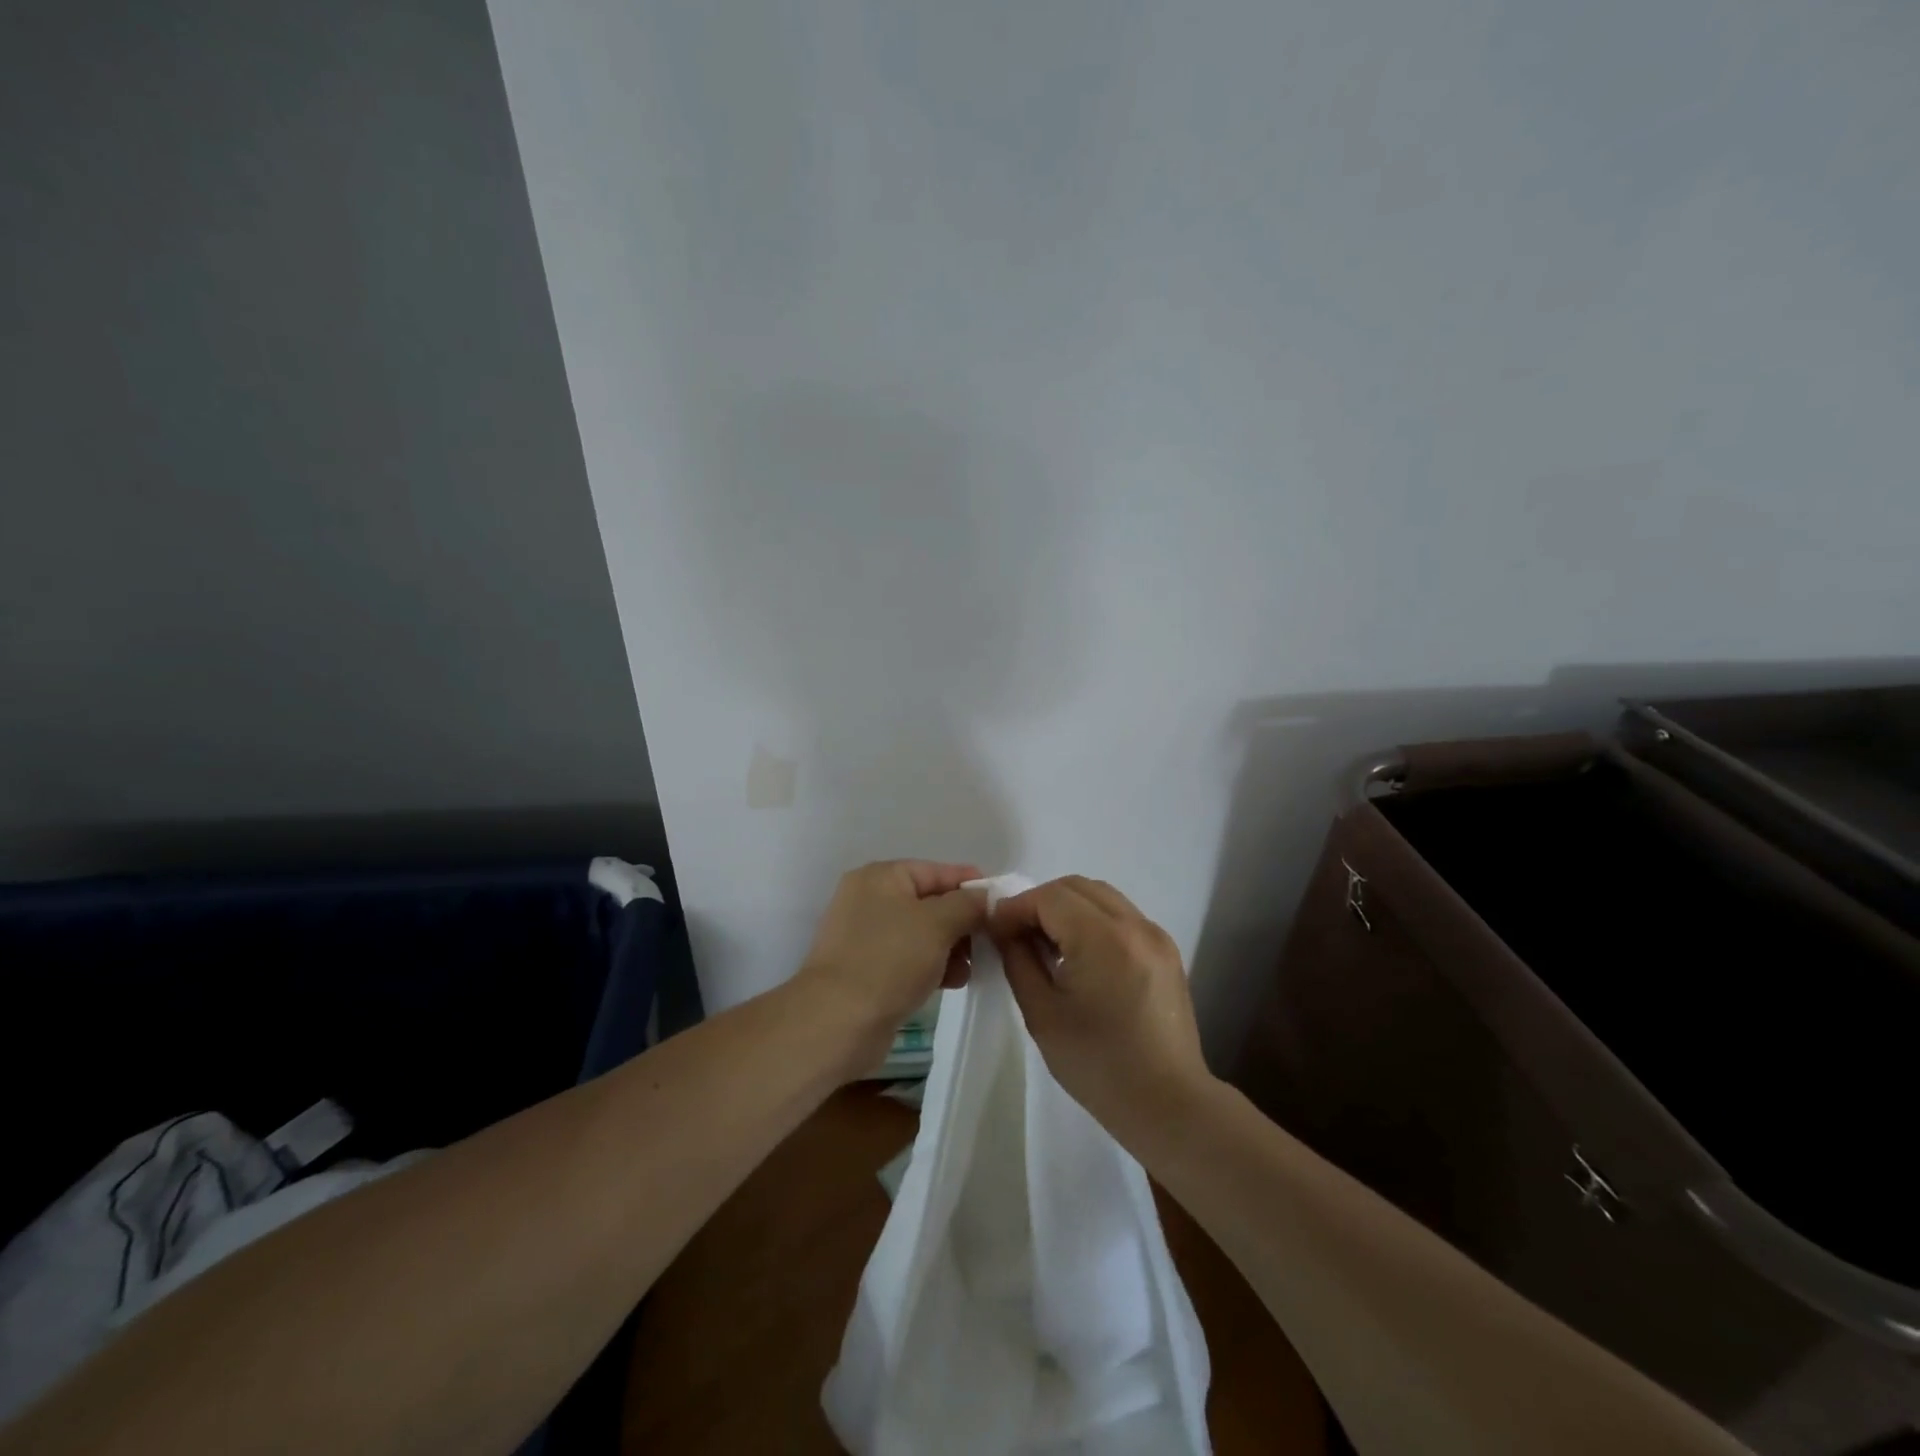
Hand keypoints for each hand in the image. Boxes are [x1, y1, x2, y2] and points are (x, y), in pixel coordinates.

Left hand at [799, 860, 987, 1076]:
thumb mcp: (937, 924)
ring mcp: (865, 936)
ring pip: (921, 933)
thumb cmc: (890, 959)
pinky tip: (952, 982)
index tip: (1001, 902)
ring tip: (970, 969)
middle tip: (990, 941)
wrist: (837, 1020)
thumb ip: (967, 904)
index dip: (970, 884)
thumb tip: (985, 897)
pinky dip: (931, 965)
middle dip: (962, 922)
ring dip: (950, 947)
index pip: (936, 871)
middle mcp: (869, 899)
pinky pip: (908, 958)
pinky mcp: (866, 969)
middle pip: (929, 902)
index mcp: (881, 877)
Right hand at [990, 877, 1213, 1144]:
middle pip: (1076, 887)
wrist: (1168, 1104)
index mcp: (1104, 938)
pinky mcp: (1165, 950)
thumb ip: (1018, 960)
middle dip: (1040, 902)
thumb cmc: (1098, 1065)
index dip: (1016, 907)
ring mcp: (1155, 935)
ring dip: (1067, 908)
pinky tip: (1078, 954)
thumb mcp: (1042, 1014)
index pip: (1050, 897)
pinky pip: (1120, 915)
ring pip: (1101, 896)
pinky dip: (1092, 920)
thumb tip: (1005, 930)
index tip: (995, 930)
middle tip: (1016, 934)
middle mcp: (1135, 925)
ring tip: (1046, 943)